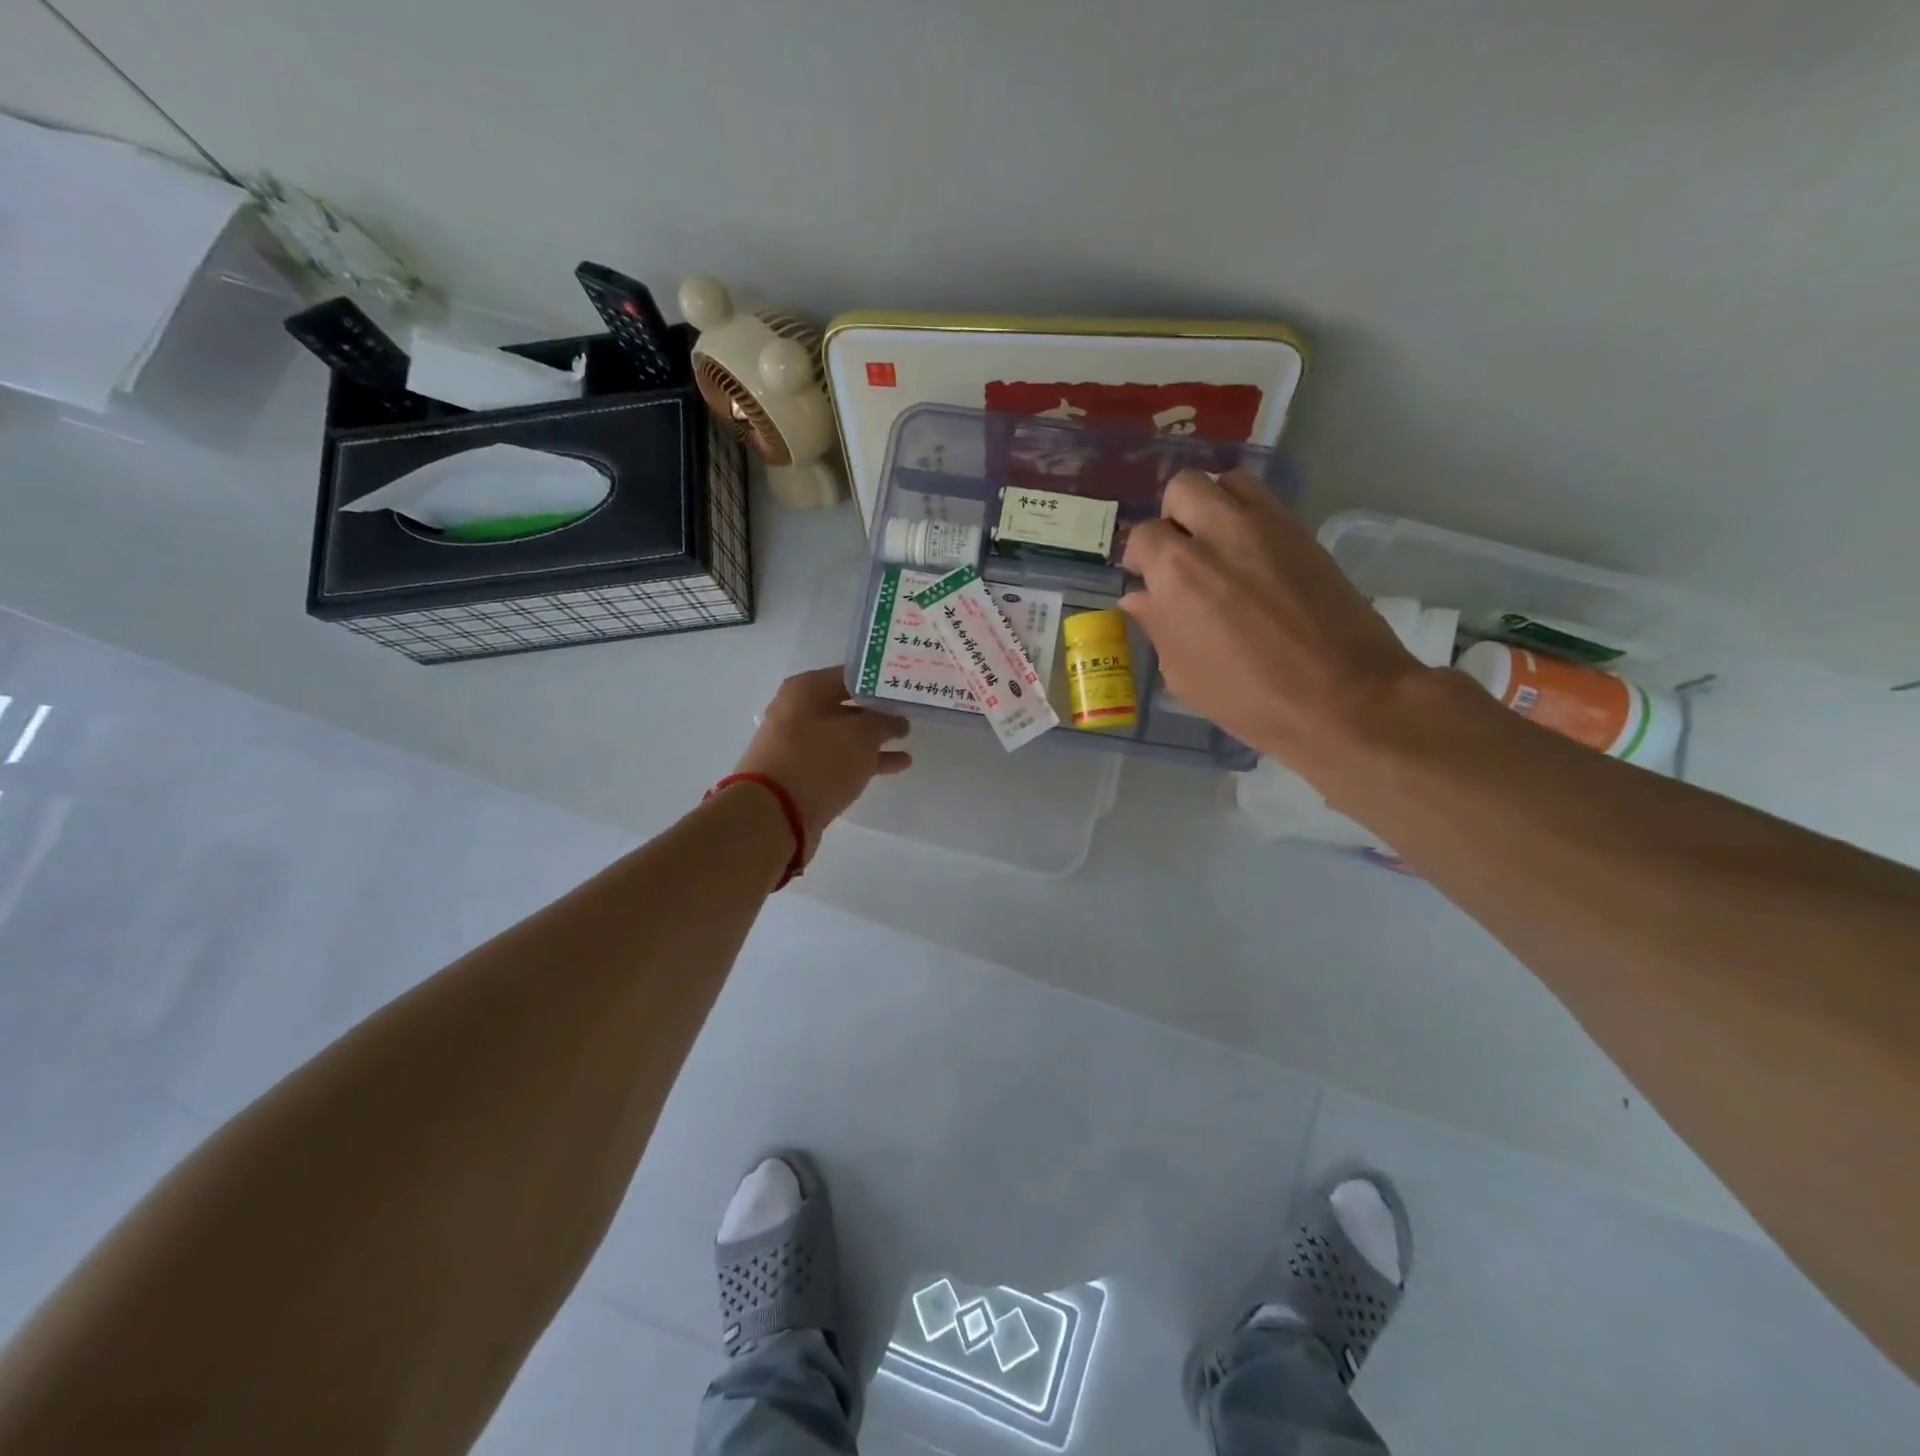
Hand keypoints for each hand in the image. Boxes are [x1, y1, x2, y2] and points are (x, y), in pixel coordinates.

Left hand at [732, 667, 911, 856]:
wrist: (774, 814)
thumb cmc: (819, 760)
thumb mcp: (862, 735)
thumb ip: (884, 721)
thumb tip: (895, 719)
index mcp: (806, 689)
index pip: (852, 675)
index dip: (880, 681)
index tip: (905, 686)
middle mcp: (798, 711)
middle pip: (847, 705)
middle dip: (877, 710)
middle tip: (910, 711)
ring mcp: (799, 744)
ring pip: (845, 734)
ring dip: (874, 738)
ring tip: (907, 739)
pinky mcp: (803, 773)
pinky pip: (840, 758)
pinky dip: (865, 760)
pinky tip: (896, 765)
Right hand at [1119, 470, 1425, 773]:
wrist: (1344, 697)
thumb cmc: (1250, 698)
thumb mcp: (1184, 674)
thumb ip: (1157, 625)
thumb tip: (1139, 597)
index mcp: (1178, 571)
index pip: (1143, 536)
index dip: (1140, 558)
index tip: (1145, 580)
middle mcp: (1219, 532)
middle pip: (1184, 487)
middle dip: (1173, 516)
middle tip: (1179, 553)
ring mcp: (1267, 526)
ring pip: (1228, 482)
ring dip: (1213, 504)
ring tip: (1215, 544)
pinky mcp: (1304, 532)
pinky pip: (1265, 501)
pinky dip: (1248, 514)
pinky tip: (1250, 556)